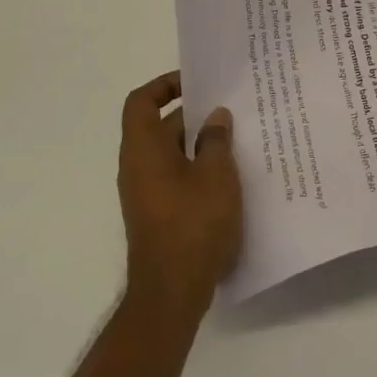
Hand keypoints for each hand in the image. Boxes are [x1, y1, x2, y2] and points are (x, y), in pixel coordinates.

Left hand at [116, 71, 242, 326]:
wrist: (171, 294)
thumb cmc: (193, 225)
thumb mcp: (216, 175)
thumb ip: (216, 140)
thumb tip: (215, 117)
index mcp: (143, 149)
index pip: (142, 101)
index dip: (165, 84)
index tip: (196, 82)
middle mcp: (137, 167)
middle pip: (160, 126)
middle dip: (194, 115)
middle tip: (232, 109)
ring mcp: (146, 193)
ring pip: (171, 154)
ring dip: (200, 144)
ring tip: (239, 140)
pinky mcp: (158, 215)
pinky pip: (176, 177)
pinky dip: (198, 169)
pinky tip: (231, 178)